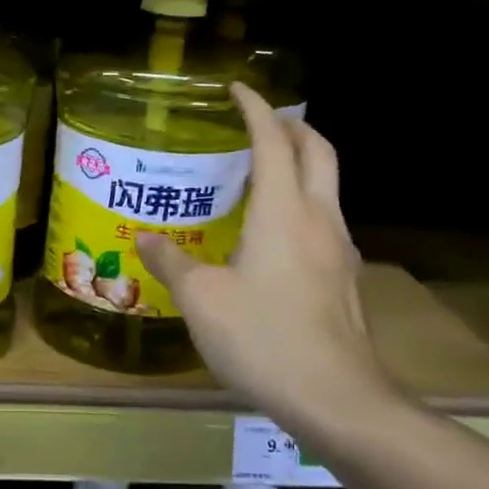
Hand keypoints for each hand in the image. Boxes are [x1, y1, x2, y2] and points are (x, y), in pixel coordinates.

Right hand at [136, 84, 400, 428]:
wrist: (336, 399)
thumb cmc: (262, 337)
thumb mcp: (201, 299)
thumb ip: (170, 261)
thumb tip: (143, 238)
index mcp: (283, 212)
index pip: (274, 142)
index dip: (256, 109)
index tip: (237, 90)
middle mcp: (319, 218)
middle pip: (319, 151)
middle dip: (293, 126)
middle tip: (261, 121)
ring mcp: (340, 248)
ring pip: (328, 185)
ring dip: (302, 163)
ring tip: (265, 171)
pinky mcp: (345, 277)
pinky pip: (326, 218)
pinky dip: (304, 200)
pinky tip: (276, 231)